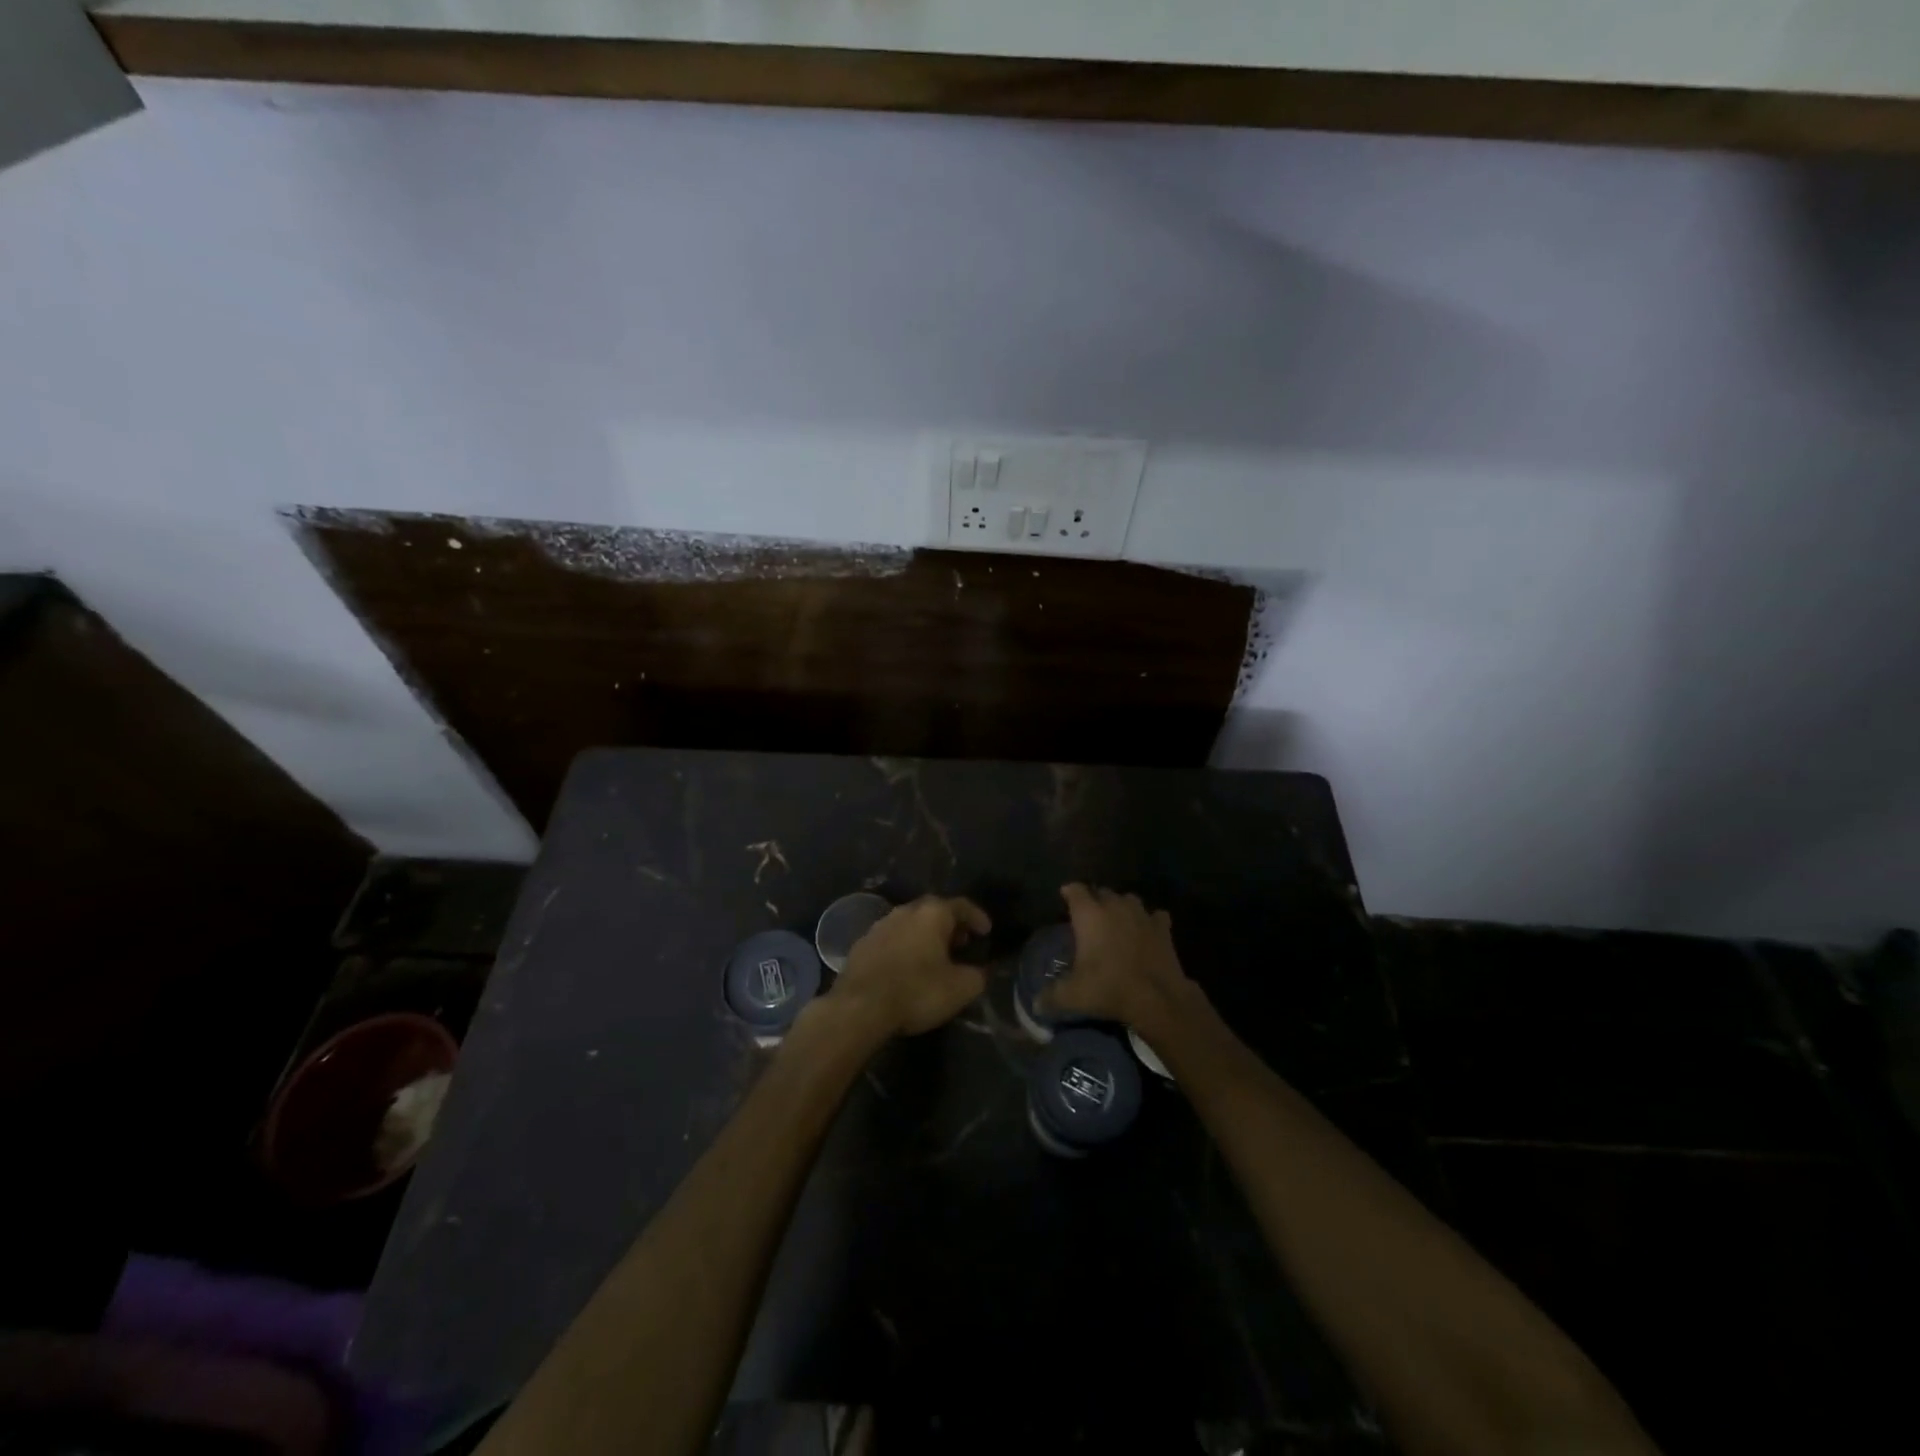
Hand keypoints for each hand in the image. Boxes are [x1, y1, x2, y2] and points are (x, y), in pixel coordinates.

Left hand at [834, 895, 991, 1035]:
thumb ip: (977, 975)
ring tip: (934, 957)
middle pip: (933, 911)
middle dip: (950, 925)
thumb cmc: (917, 991)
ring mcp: (879, 926)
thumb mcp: (960, 988)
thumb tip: (979, 971)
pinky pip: (891, 940)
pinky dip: (903, 948)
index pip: (962, 905)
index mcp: (932, 913)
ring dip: (924, 936)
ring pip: (910, 924)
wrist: (860, 1007)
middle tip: (962, 943)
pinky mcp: (861, 945)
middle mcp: (905, 911)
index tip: (986, 932)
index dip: (977, 917)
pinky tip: (906, 968)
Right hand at [1039, 884, 1195, 1039]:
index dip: (1069, 892)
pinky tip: (1147, 932)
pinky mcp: (1163, 927)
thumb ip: (1051, 996)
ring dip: (1121, 906)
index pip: (1075, 890)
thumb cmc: (1109, 988)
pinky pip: (1154, 915)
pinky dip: (1150, 921)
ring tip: (1116, 921)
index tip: (1065, 897)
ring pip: (1128, 899)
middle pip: (1101, 892)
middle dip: (1094, 900)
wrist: (1157, 998)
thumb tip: (1036, 1004)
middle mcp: (1114, 906)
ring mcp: (1141, 914)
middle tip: (1088, 917)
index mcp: (1089, 914)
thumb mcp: (1073, 995)